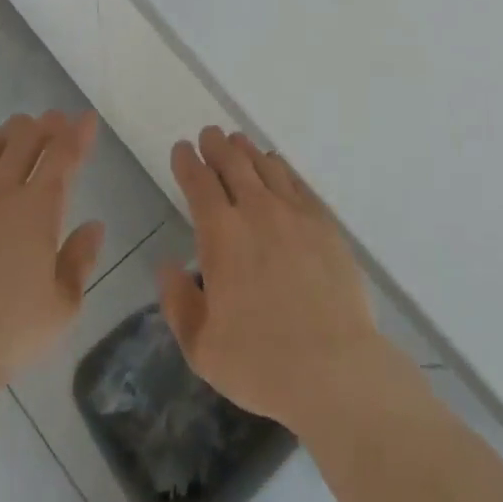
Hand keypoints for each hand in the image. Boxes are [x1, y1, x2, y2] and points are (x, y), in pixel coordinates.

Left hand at [0, 110, 105, 410]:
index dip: (78, 134)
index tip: (87, 119)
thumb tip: (94, 226)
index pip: (63, 156)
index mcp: (36, 211)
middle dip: (45, 125)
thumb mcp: (61, 310)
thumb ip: (80, 262)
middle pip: (24, 140)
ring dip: (8, 132)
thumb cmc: (2, 337)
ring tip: (18, 130)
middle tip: (55, 121)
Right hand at [157, 127, 409, 434]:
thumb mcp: (202, 347)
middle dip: (217, 146)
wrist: (335, 367)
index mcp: (222, 237)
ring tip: (239, 142)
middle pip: (234, 165)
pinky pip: (298, 184)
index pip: (200, 185)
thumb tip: (167, 266)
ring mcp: (296, 214)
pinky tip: (278, 167)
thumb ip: (179, 303)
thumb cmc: (261, 363)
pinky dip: (282, 169)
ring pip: (267, 168)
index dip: (188, 163)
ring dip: (249, 152)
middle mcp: (258, 213)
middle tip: (210, 134)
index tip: (182, 149)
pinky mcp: (326, 224)